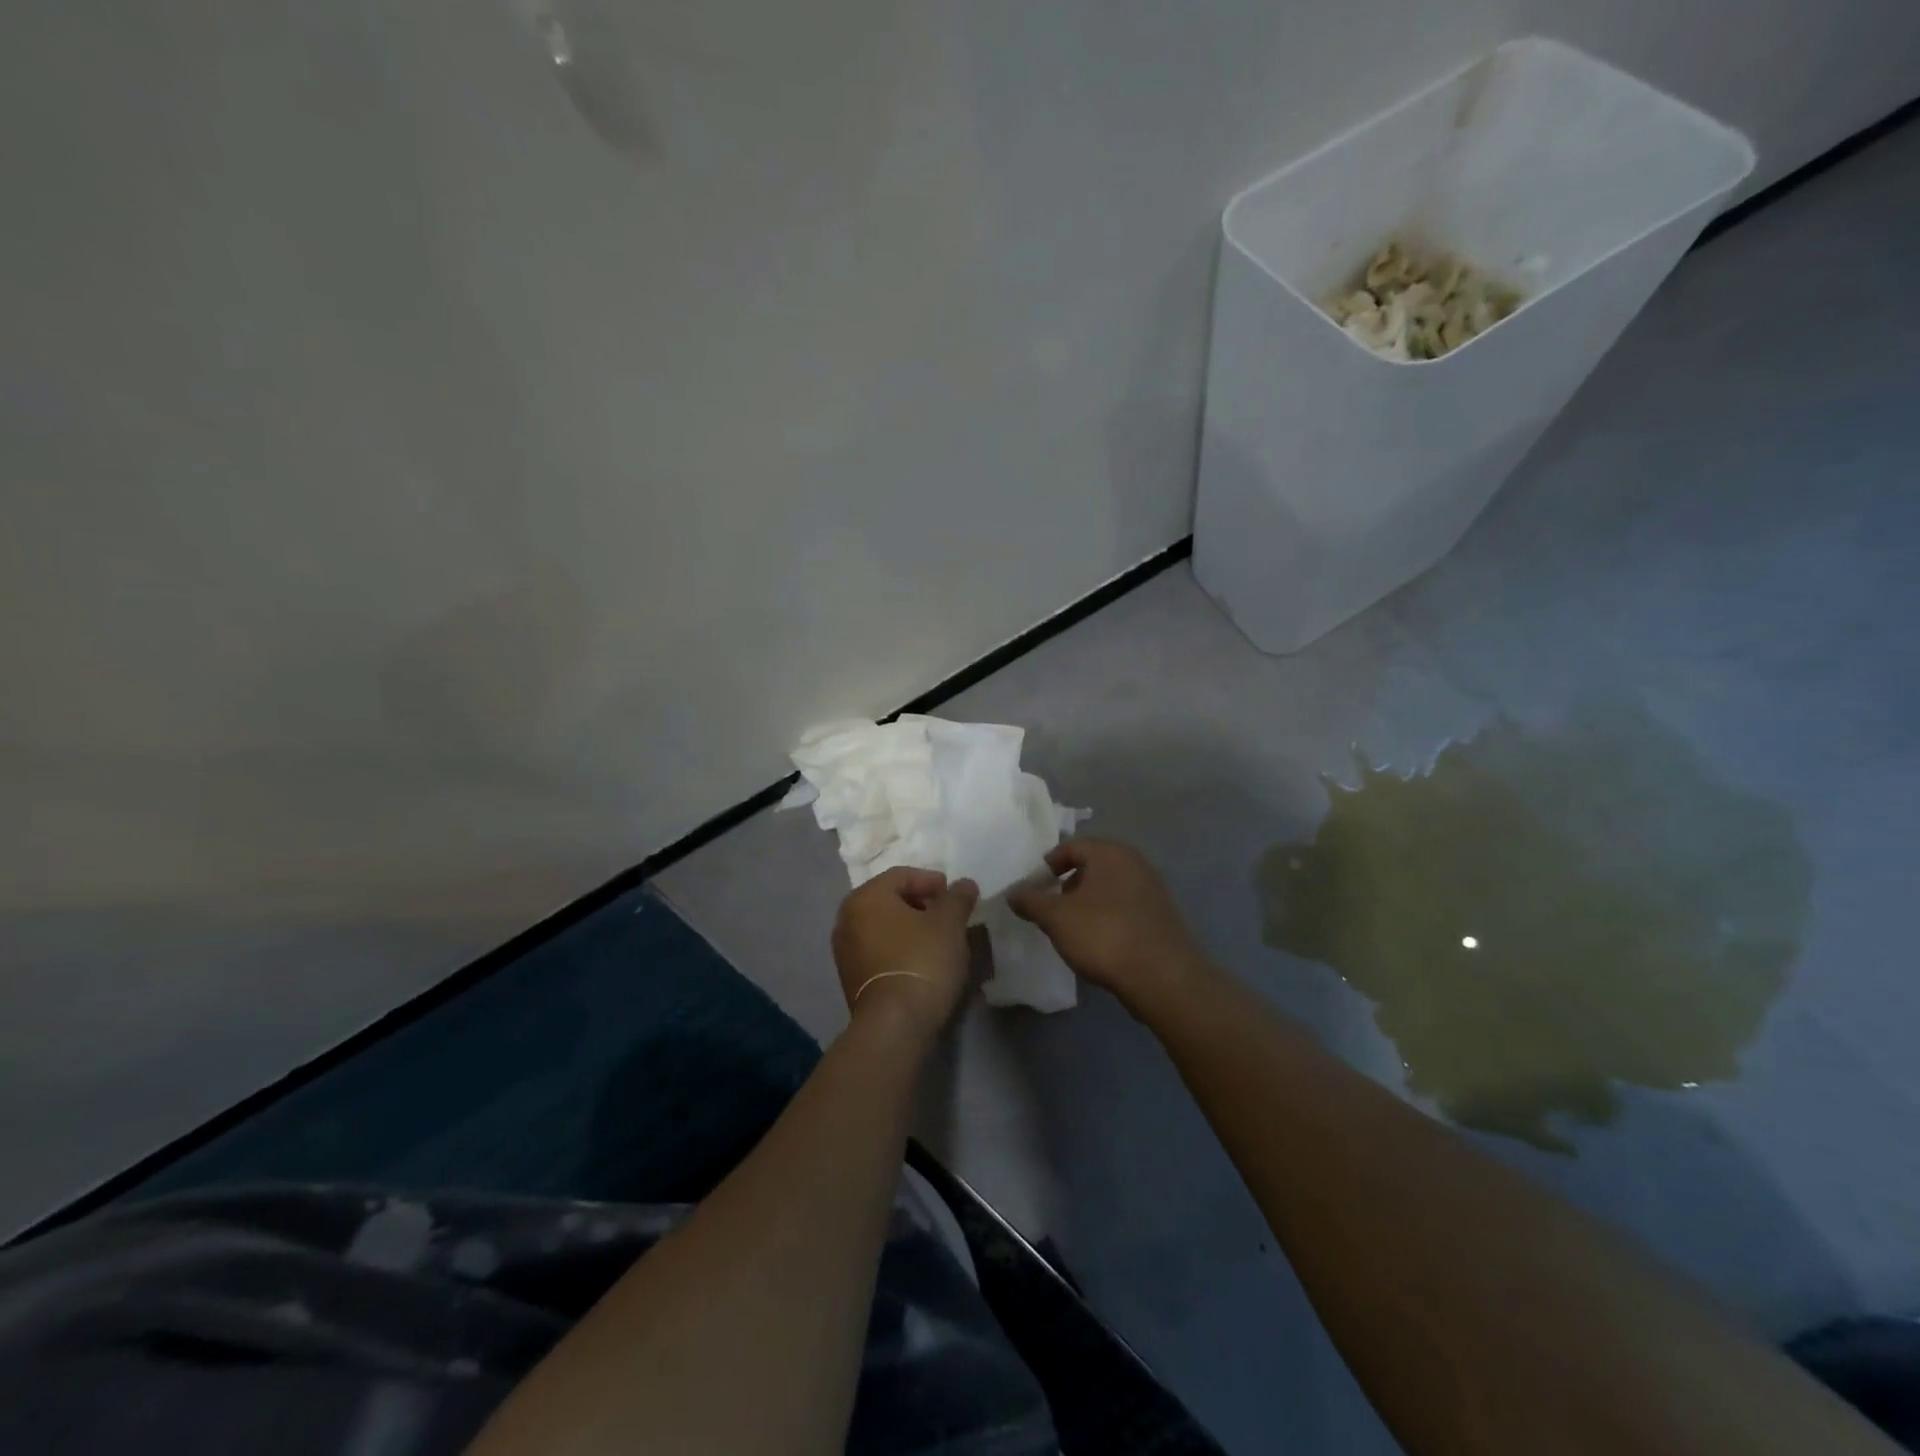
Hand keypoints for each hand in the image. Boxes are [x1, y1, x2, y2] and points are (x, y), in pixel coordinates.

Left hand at [832, 867, 979, 1040]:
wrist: (895, 1024)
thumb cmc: (922, 960)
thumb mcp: (949, 923)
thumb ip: (957, 898)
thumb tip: (964, 884)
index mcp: (865, 897)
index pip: (901, 875)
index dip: (931, 880)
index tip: (954, 896)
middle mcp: (847, 918)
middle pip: (889, 900)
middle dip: (920, 904)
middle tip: (948, 916)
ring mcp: (844, 951)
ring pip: (883, 926)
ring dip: (910, 928)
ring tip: (938, 940)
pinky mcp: (850, 979)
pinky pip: (878, 950)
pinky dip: (899, 948)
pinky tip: (921, 961)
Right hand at [1008, 839, 1208, 1015]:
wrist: (1162, 976)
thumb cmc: (1103, 935)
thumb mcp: (1056, 918)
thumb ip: (1031, 901)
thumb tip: (1013, 892)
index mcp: (1110, 852)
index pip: (1071, 847)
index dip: (1048, 865)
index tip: (1034, 888)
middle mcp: (1134, 862)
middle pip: (1092, 865)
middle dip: (1068, 884)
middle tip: (1051, 909)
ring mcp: (1152, 888)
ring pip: (1110, 887)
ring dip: (1088, 902)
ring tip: (1072, 929)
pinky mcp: (1162, 915)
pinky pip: (1126, 906)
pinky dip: (1108, 916)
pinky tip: (1100, 942)